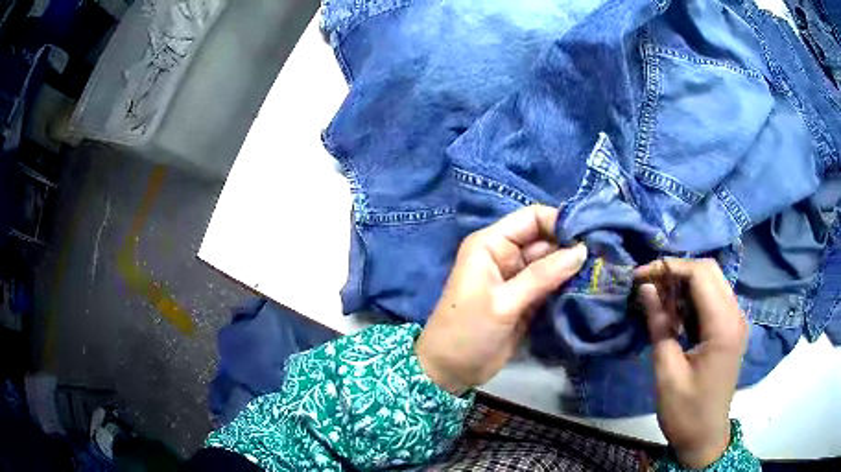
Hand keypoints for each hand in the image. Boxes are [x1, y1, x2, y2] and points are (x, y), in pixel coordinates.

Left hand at [415, 205, 586, 395]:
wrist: (451, 370)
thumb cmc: (468, 331)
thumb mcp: (504, 302)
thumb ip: (543, 275)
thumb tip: (582, 250)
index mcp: (491, 244)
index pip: (532, 218)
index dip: (560, 223)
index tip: (590, 237)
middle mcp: (505, 255)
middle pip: (546, 240)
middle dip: (572, 248)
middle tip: (604, 257)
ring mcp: (517, 278)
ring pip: (552, 263)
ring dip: (573, 268)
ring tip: (602, 272)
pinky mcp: (526, 299)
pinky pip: (551, 285)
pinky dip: (567, 286)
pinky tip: (589, 288)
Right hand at [635, 259, 748, 468]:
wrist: (705, 438)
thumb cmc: (685, 412)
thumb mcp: (667, 372)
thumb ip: (659, 326)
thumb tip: (646, 289)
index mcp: (723, 326)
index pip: (700, 275)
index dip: (669, 267)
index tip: (640, 276)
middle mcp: (735, 315)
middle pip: (709, 271)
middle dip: (677, 270)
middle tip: (648, 285)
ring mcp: (736, 321)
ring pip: (712, 281)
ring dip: (684, 283)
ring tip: (658, 298)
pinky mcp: (731, 329)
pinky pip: (713, 298)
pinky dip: (693, 297)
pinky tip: (675, 313)